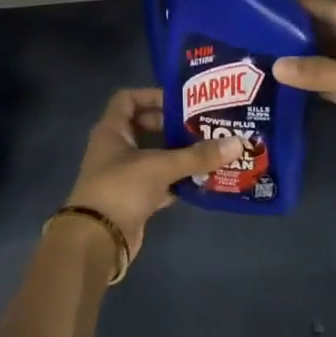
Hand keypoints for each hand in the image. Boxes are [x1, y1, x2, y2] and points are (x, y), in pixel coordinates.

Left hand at [63, 88, 235, 259]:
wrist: (98, 241)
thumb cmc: (121, 189)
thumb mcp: (160, 166)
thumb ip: (198, 155)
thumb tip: (238, 143)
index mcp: (112, 130)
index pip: (128, 99)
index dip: (152, 95)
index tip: (182, 101)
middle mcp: (116, 149)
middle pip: (146, 127)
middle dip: (174, 126)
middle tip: (203, 125)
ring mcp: (124, 175)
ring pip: (155, 156)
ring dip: (179, 154)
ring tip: (210, 149)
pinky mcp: (134, 198)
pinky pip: (160, 182)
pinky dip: (178, 180)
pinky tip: (203, 179)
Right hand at [273, 0, 335, 184]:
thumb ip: (322, 73)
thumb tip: (277, 66)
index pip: (334, 9)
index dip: (303, 5)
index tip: (266, 4)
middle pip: (330, 33)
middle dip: (298, 33)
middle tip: (256, 33)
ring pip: (331, 60)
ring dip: (304, 60)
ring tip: (263, 56)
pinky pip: (335, 85)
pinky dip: (314, 84)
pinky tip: (286, 84)